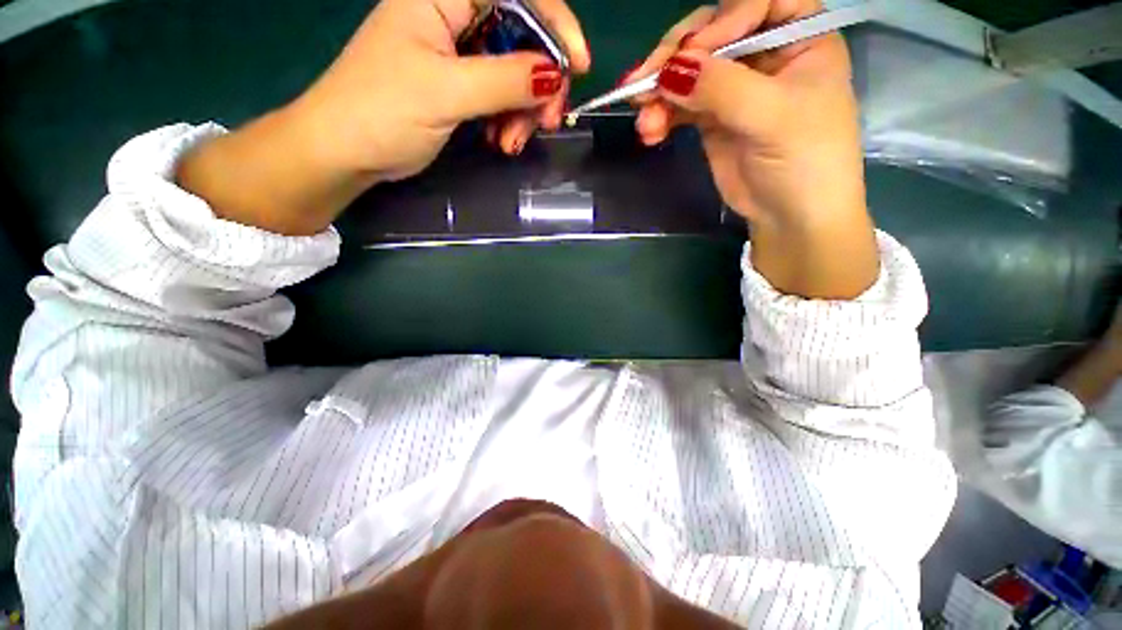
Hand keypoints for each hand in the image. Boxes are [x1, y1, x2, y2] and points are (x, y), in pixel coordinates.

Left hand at [294, 0, 590, 177]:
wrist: (345, 151)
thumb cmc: (382, 112)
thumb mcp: (446, 93)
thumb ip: (504, 81)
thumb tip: (554, 76)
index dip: (555, 24)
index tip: (578, 66)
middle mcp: (453, 16)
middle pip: (522, 37)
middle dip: (539, 84)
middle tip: (546, 122)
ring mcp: (457, 52)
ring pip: (515, 72)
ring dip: (523, 112)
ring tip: (510, 144)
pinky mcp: (459, 84)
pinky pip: (500, 95)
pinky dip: (508, 121)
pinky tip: (501, 142)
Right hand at [624, 0, 877, 298]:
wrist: (790, 216)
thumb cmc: (804, 161)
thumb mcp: (771, 116)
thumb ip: (722, 88)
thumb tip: (669, 70)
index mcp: (799, 36)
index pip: (756, 2)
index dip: (722, 21)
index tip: (692, 54)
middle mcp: (765, 54)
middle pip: (712, 34)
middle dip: (675, 61)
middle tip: (645, 85)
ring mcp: (734, 87)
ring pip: (689, 73)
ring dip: (660, 95)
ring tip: (645, 124)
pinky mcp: (712, 118)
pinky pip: (680, 106)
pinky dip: (662, 116)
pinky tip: (650, 132)